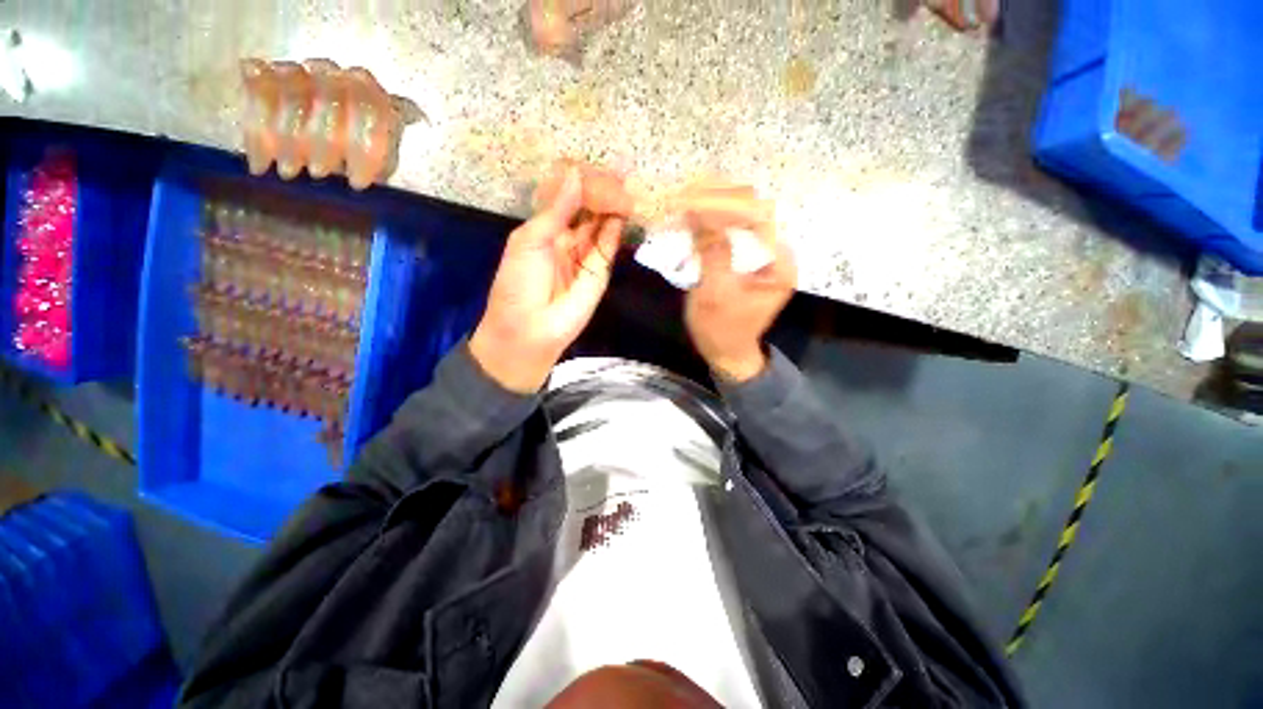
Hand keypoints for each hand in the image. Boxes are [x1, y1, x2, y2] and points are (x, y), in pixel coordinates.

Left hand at [470, 164, 630, 392]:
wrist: (530, 330)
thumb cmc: (519, 284)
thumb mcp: (530, 241)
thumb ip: (557, 210)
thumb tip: (575, 174)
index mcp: (544, 230)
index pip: (566, 199)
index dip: (580, 183)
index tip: (593, 167)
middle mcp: (566, 239)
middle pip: (587, 210)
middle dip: (601, 192)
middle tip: (619, 173)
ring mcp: (585, 256)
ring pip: (601, 225)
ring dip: (612, 207)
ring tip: (625, 186)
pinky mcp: (599, 273)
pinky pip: (608, 246)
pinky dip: (615, 229)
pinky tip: (622, 212)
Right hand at [681, 184, 795, 382]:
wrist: (725, 351)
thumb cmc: (721, 329)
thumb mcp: (715, 294)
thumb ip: (712, 253)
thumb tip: (698, 211)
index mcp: (780, 264)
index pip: (759, 218)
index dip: (726, 204)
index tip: (694, 198)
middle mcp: (776, 252)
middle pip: (752, 211)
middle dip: (718, 200)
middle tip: (686, 192)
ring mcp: (763, 253)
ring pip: (741, 216)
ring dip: (713, 205)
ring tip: (686, 197)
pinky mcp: (748, 256)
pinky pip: (732, 229)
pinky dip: (712, 220)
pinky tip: (694, 213)